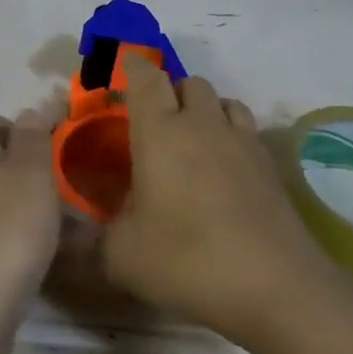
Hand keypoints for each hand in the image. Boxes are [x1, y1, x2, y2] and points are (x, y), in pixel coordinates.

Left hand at [0, 109, 61, 353]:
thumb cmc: (3, 235)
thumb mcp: (31, 175)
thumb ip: (33, 139)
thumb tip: (30, 112)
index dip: (15, 129)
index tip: (48, 151)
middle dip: (26, 176)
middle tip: (62, 196)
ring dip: (23, 214)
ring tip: (62, 235)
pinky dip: (11, 246)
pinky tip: (37, 266)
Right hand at [100, 57, 330, 346]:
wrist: (274, 285)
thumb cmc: (186, 260)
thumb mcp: (120, 256)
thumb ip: (93, 237)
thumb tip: (78, 233)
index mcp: (160, 133)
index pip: (146, 78)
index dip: (133, 67)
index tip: (122, 73)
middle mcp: (202, 125)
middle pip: (188, 81)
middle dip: (169, 91)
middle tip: (154, 124)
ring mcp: (241, 141)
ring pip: (222, 100)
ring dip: (204, 109)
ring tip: (191, 141)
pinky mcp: (269, 164)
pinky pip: (245, 128)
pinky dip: (230, 133)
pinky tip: (223, 168)